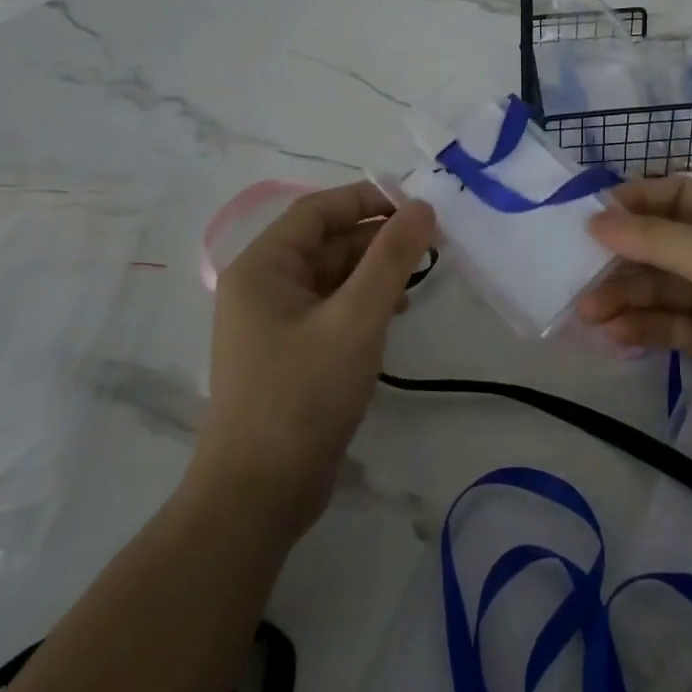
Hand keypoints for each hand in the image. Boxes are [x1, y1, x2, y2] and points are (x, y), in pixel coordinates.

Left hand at [196, 181, 434, 538]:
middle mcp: (262, 287)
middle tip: (431, 243)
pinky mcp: (290, 354)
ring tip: (419, 279)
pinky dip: (363, 304)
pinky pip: (330, 310)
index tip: (418, 205)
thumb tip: (422, 207)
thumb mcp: (356, 319)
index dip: (367, 198)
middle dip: (377, 238)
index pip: (317, 210)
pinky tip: (394, 315)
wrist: (260, 493)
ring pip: (331, 277)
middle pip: (325, 242)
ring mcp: (274, 323)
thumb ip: (391, 259)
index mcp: (263, 267)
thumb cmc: (303, 394)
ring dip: (373, 272)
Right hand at [582, 174, 691, 464]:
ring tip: (588, 315)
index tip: (586, 220)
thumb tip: (596, 221)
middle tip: (576, 278)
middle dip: (621, 259)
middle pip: (662, 244)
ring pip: (661, 287)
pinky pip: (670, 323)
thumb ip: (660, 240)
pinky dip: (643, 327)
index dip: (632, 203)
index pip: (677, 195)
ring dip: (624, 297)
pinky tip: (616, 337)